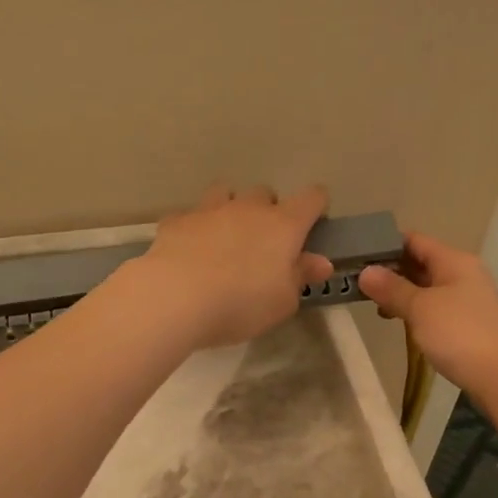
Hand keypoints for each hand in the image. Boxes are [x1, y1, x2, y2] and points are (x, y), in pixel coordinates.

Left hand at [128, 183, 334, 350]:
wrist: (176, 297)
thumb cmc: (241, 304)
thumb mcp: (283, 302)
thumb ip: (301, 277)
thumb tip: (320, 261)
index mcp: (283, 226)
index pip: (311, 198)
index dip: (317, 206)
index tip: (313, 224)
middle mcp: (248, 208)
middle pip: (265, 193)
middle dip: (268, 211)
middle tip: (263, 243)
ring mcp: (209, 210)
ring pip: (226, 193)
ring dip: (230, 209)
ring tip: (225, 237)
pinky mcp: (177, 221)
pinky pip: (191, 216)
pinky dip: (194, 228)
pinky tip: (189, 250)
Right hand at [358, 233, 497, 399]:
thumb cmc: (459, 333)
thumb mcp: (420, 308)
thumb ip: (392, 288)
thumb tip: (366, 272)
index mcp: (453, 260)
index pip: (414, 240)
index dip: (385, 244)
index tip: (357, 255)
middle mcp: (463, 273)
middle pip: (421, 262)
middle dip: (390, 271)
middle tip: (358, 282)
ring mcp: (468, 298)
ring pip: (427, 286)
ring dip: (401, 293)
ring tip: (374, 305)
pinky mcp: (468, 322)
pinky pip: (435, 306)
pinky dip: (416, 310)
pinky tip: (400, 322)